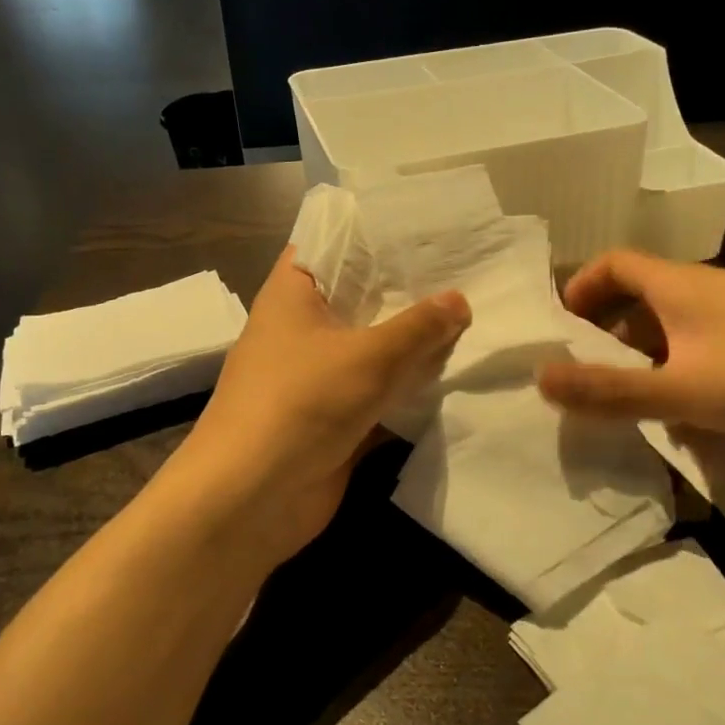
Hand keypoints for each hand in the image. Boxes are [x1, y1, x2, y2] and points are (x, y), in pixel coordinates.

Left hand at [177, 247, 469, 567]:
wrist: (250, 500)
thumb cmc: (300, 404)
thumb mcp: (368, 356)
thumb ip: (418, 327)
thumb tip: (460, 301)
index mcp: (293, 295)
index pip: (332, 243)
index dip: (374, 232)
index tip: (425, 225)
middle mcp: (303, 329)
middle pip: (361, 298)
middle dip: (408, 290)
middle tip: (468, 270)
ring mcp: (319, 376)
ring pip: (374, 348)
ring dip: (413, 342)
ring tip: (475, 315)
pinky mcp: (335, 418)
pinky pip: (379, 392)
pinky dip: (409, 387)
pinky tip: (456, 373)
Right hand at [536, 249, 724, 445]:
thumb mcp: (684, 390)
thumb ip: (611, 390)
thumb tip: (540, 378)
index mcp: (678, 286)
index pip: (613, 264)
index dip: (581, 287)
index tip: (564, 325)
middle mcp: (712, 288)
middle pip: (645, 296)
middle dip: (614, 332)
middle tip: (597, 374)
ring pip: (685, 325)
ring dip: (655, 356)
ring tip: (645, 402)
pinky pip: (720, 345)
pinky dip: (696, 369)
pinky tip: (708, 414)